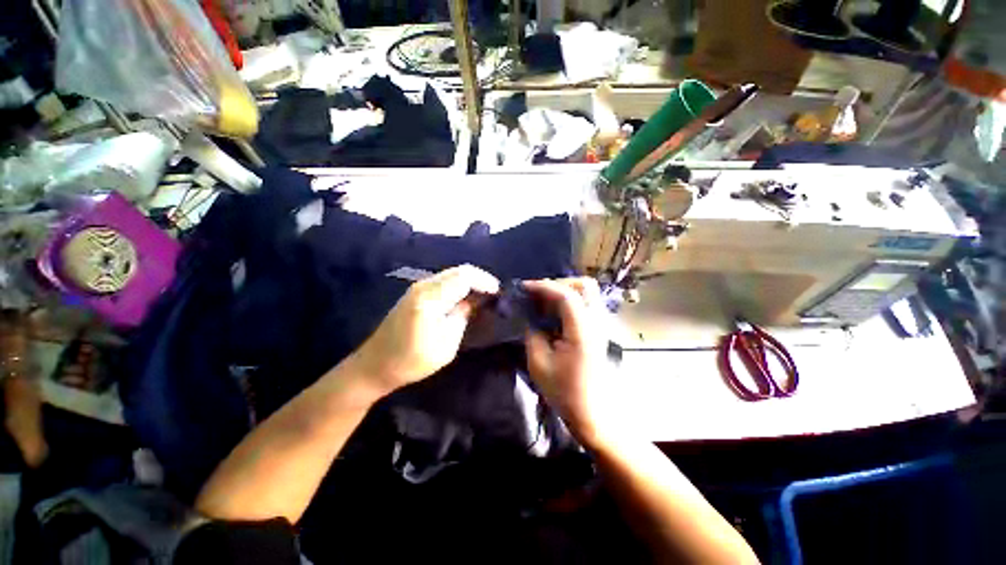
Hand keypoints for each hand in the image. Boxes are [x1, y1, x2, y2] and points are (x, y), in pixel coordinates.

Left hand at [349, 264, 499, 396]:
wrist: (375, 365)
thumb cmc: (412, 360)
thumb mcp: (446, 344)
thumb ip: (462, 317)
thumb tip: (476, 301)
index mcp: (430, 298)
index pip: (464, 277)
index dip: (485, 281)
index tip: (499, 293)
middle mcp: (423, 286)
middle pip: (459, 271)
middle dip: (480, 279)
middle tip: (494, 294)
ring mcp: (417, 287)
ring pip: (451, 274)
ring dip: (470, 281)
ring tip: (484, 295)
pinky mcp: (415, 292)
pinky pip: (443, 281)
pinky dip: (459, 285)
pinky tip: (466, 297)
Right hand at [524, 278, 622, 448]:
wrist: (592, 412)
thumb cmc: (564, 391)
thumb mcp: (539, 362)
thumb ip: (532, 332)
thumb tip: (530, 314)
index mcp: (582, 331)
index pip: (566, 295)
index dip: (543, 286)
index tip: (523, 288)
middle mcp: (596, 322)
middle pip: (584, 285)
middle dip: (558, 284)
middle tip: (538, 295)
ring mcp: (600, 325)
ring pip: (587, 292)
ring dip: (564, 291)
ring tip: (544, 302)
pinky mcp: (598, 330)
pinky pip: (585, 303)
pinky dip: (569, 301)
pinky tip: (554, 313)